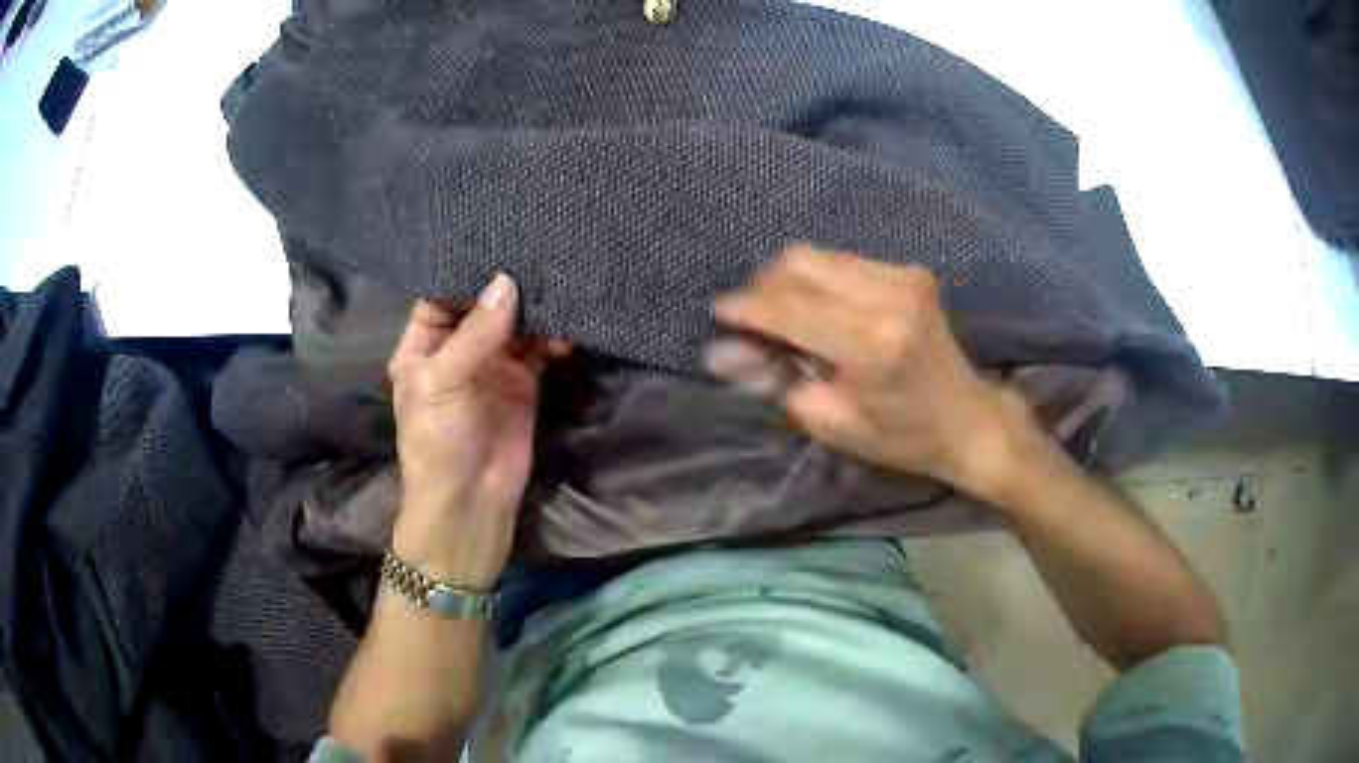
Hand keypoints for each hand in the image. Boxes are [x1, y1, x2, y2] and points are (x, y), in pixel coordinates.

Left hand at [386, 273, 564, 588]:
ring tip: (559, 280)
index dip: (464, 273)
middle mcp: (457, 351)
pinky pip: (539, 351)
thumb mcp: (443, 382)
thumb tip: (506, 282)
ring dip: (534, 309)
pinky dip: (553, 338)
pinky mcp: (523, 384)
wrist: (471, 502)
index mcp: (423, 347)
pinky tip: (569, 324)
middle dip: (506, 286)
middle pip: (482, 307)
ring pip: (514, 326)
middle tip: (537, 250)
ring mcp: (492, 366)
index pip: (441, 297)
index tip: (495, 240)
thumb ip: (476, 333)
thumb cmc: (438, 441)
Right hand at [707, 246, 1040, 503]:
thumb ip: (775, 379)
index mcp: (872, 344)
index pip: (790, 308)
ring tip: (782, 315)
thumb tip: (720, 351)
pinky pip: (842, 260)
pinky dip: (818, 279)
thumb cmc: (900, 437)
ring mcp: (904, 277)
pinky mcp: (911, 271)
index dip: (747, 306)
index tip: (719, 313)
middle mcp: (890, 296)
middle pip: (800, 263)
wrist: (967, 419)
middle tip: (750, 319)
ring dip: (788, 280)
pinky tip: (818, 308)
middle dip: (764, 286)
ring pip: (818, 256)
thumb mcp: (831, 422)